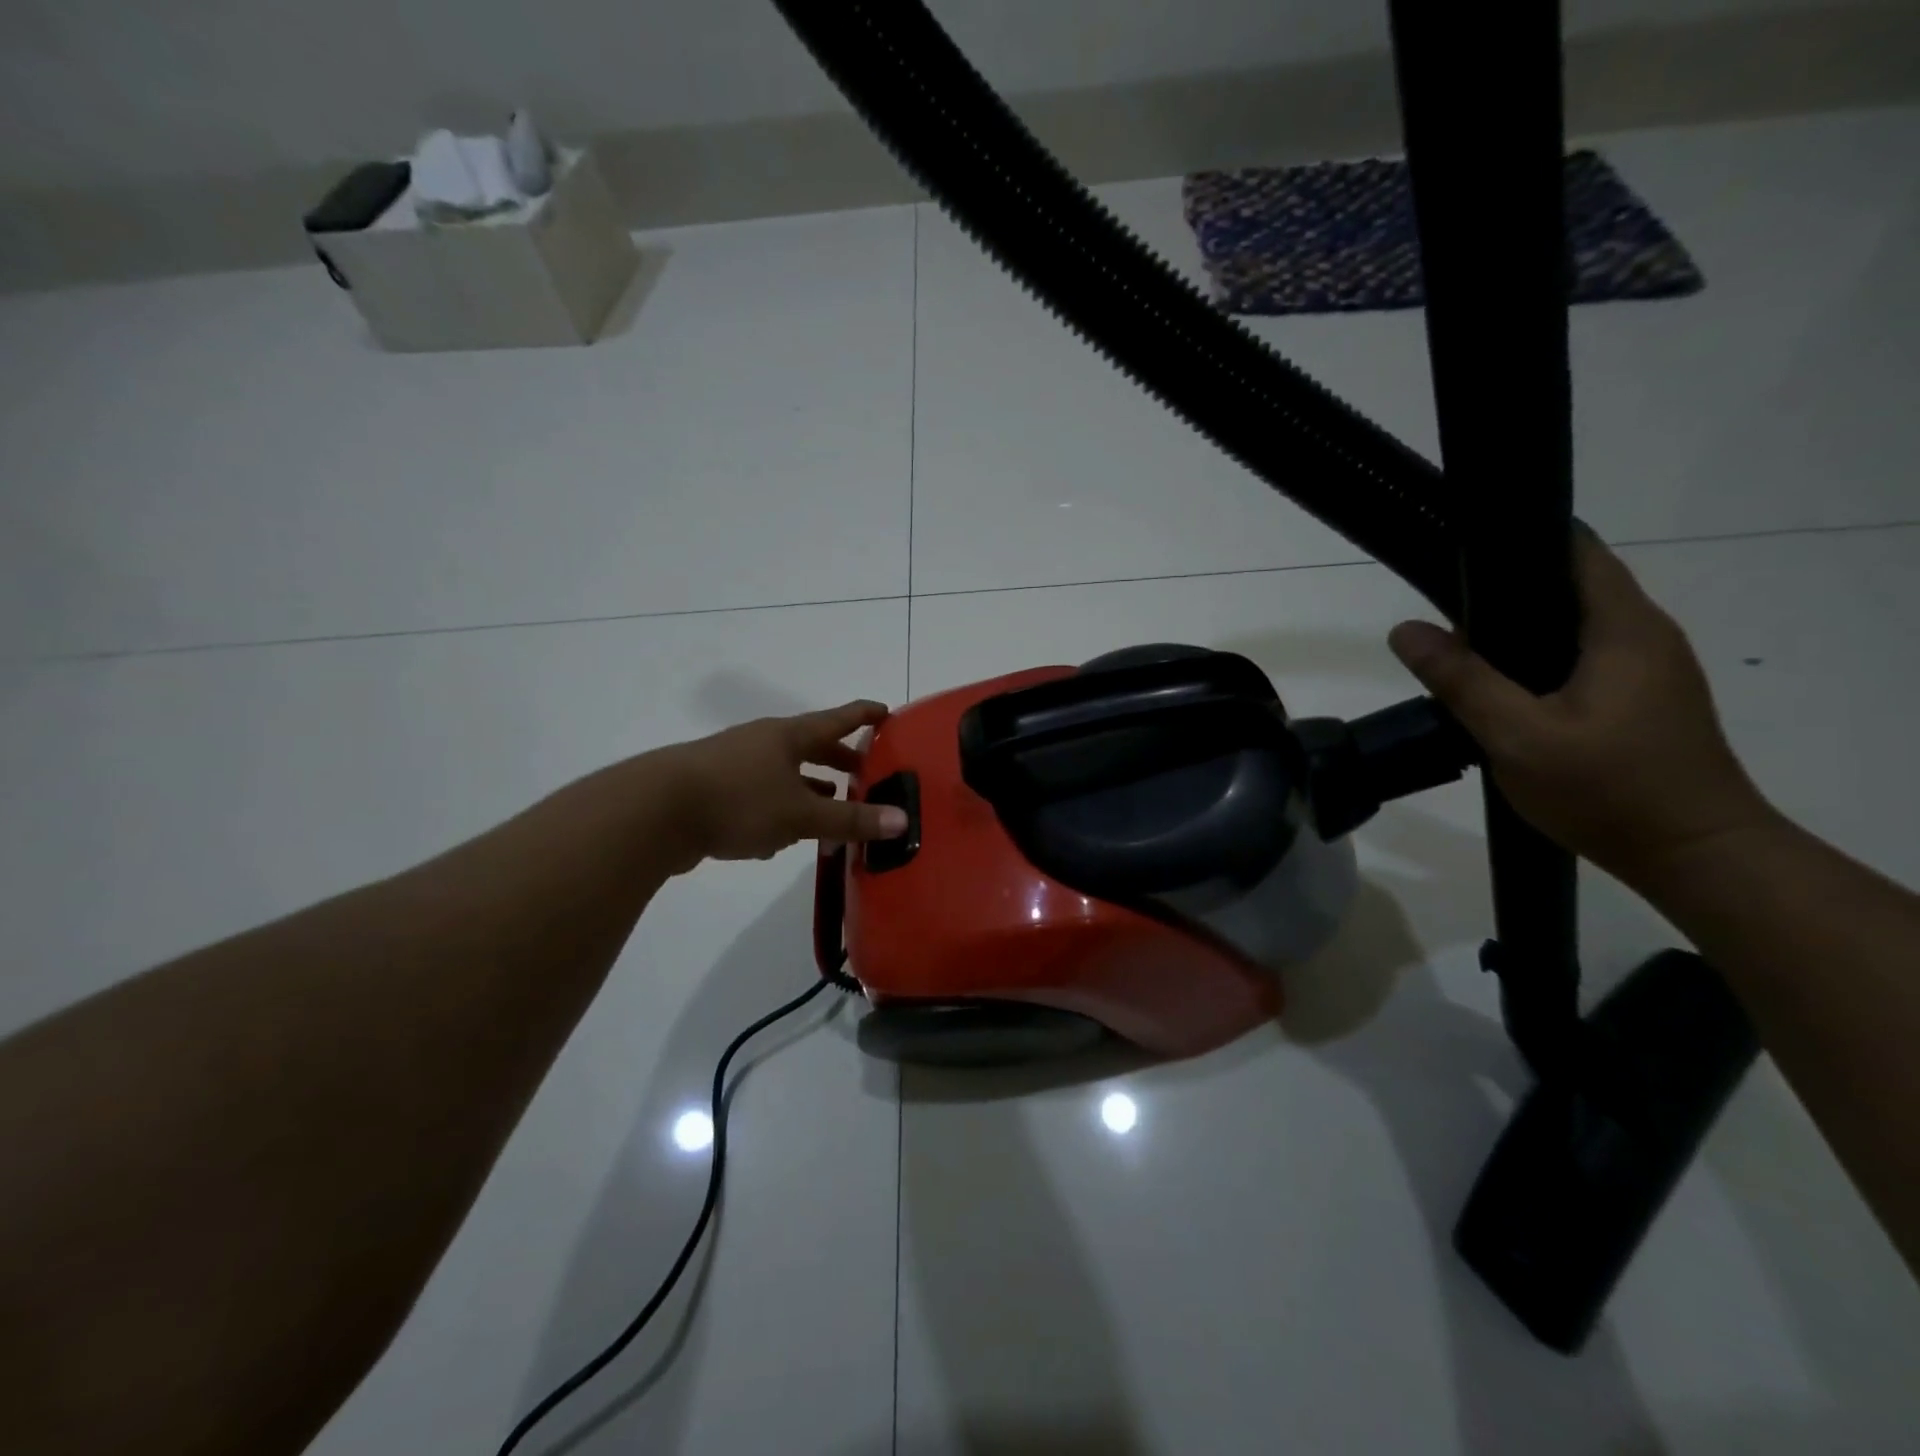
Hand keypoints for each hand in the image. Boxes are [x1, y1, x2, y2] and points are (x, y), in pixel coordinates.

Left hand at [658, 700, 907, 868]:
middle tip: (865, 774)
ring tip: (829, 805)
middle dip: (839, 760)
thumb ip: (850, 819)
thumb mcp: (801, 813)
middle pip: (810, 746)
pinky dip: (777, 810)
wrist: (653, 812)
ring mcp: (735, 765)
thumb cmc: (738, 800)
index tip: (887, 712)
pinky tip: (778, 840)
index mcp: (788, 736)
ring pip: (783, 773)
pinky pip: (758, 796)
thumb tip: (902, 820)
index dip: (864, 715)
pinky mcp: (714, 791)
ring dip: (808, 788)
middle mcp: (762, 743)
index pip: (837, 719)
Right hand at [1387, 531, 1775, 886]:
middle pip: (1573, 585)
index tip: (1464, 546)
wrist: (1695, 855)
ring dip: (1522, 627)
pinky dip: (1541, 656)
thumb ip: (1461, 680)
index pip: (1577, 552)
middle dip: (1509, 587)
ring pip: (1576, 625)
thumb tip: (1405, 630)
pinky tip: (1503, 685)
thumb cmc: (1609, 789)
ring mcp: (1650, 669)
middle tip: (1442, 602)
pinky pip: (1584, 655)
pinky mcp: (1644, 698)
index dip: (1522, 540)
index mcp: (1623, 629)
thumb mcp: (1518, 736)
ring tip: (1461, 644)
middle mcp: (1646, 635)